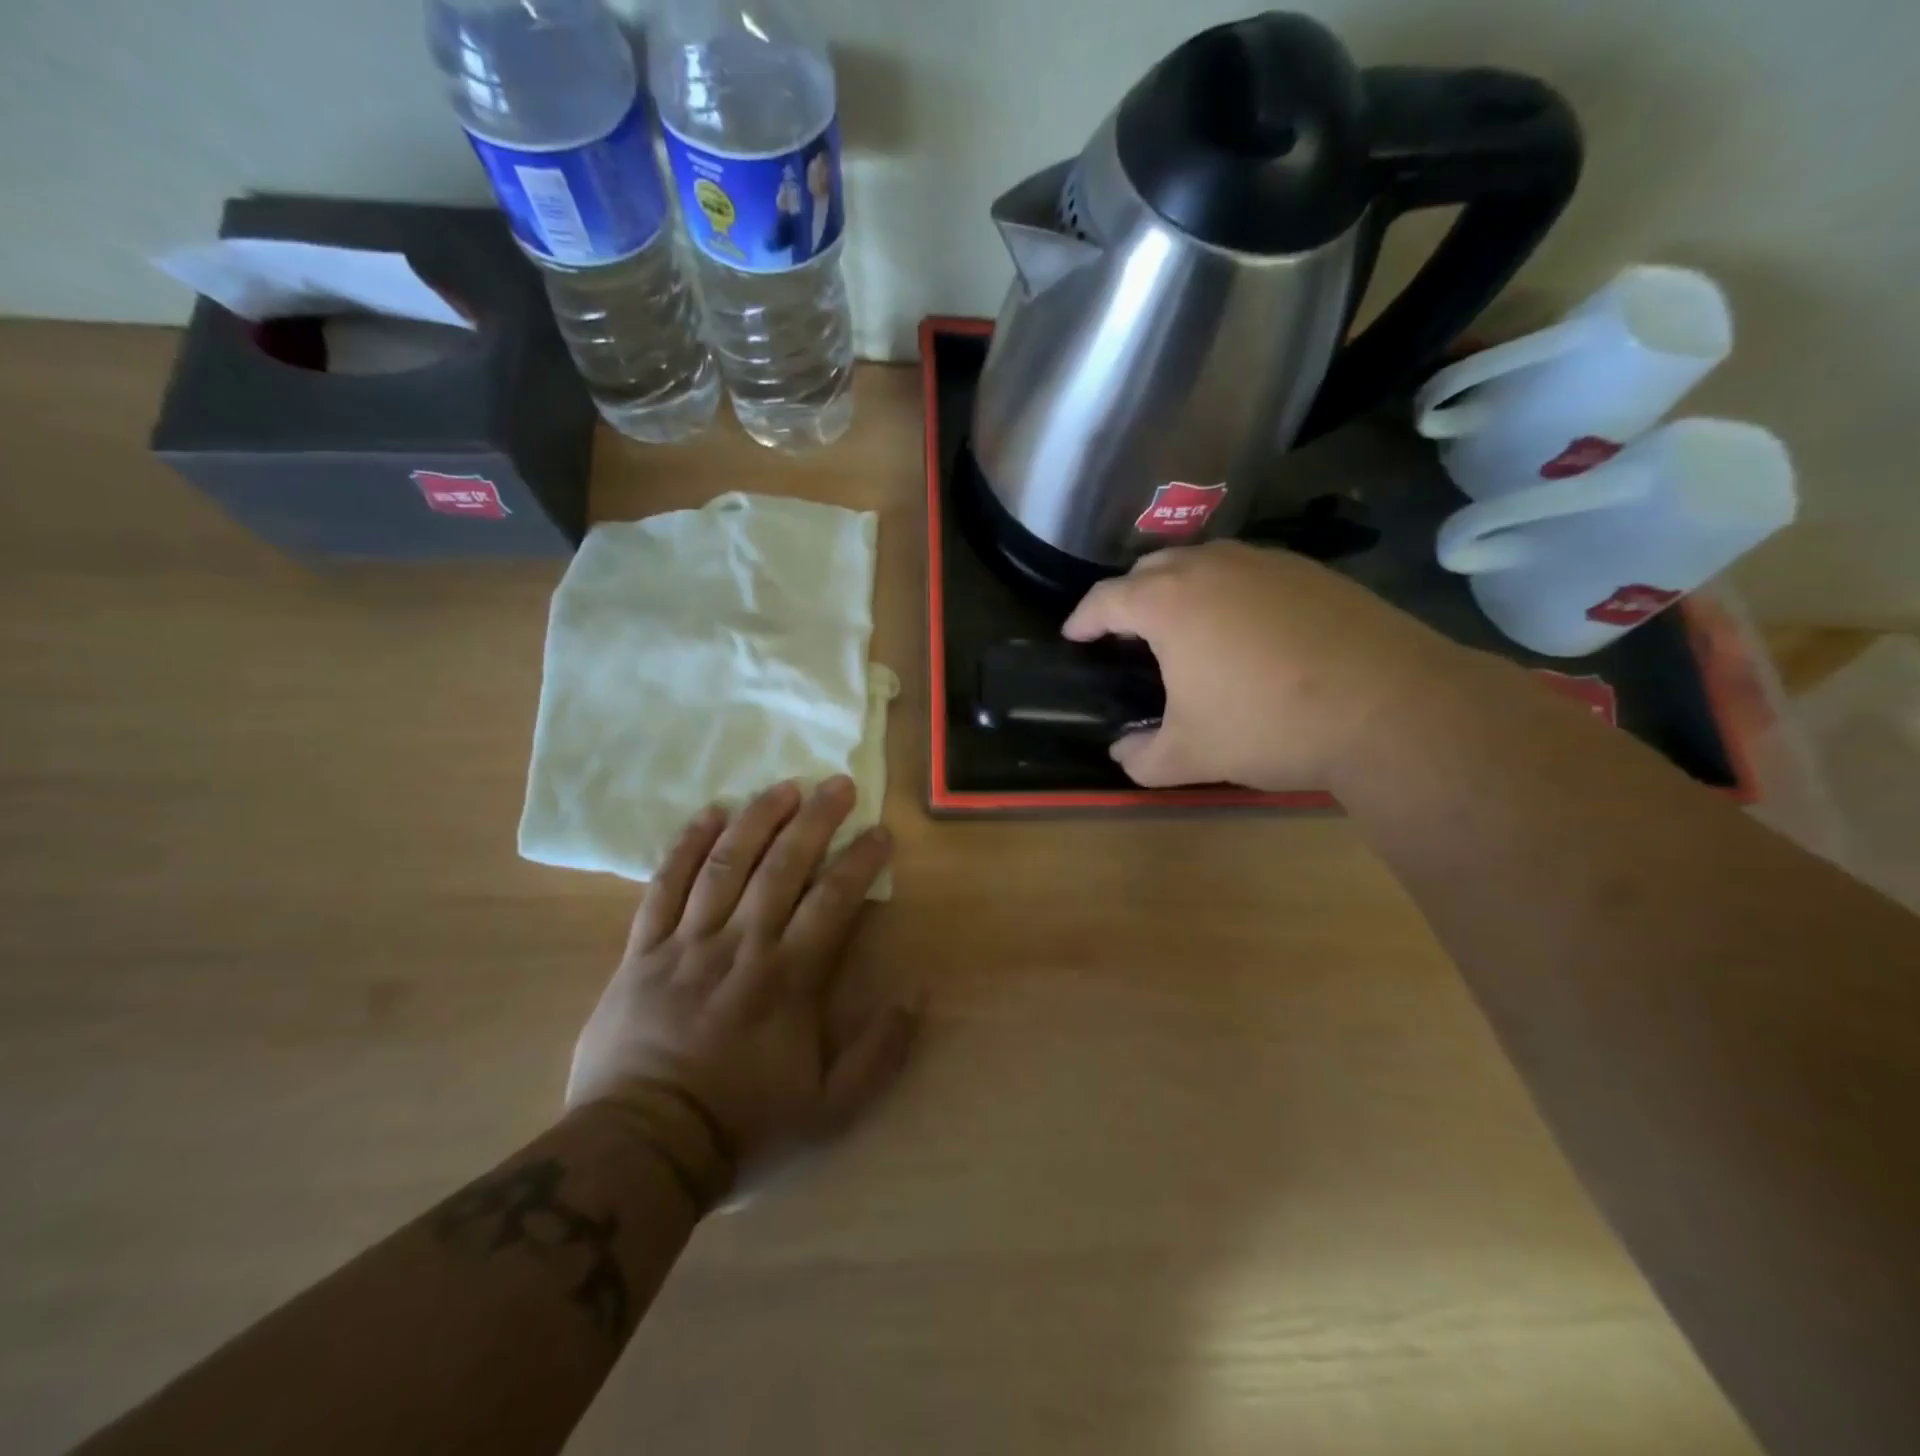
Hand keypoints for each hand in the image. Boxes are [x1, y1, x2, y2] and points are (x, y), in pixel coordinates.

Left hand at [567, 778, 920, 1197]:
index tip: (880, 833)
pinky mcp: (642, 951)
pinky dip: (687, 846)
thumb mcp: (831, 1112)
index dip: (861, 862)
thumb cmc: (742, 1128)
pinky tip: (709, 815)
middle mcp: (741, 946)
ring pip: (726, 864)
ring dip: (757, 819)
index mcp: (788, 979)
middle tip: (838, 784)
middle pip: (782, 866)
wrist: (641, 1152)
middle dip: (815, 820)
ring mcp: (687, 943)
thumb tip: (917, 996)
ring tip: (783, 786)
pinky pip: (664, 886)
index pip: (833, 901)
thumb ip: (879, 1054)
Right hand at [1062, 541, 1471, 790]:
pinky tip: (1245, 628)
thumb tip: (1122, 754)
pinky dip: (1229, 591)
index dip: (1083, 618)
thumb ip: (1141, 757)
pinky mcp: (1311, 571)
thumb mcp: (1191, 755)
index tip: (1074, 635)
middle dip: (1129, 596)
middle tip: (1126, 631)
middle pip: (1151, 568)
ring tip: (1183, 625)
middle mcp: (1211, 567)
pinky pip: (1248, 571)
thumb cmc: (1268, 726)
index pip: (1106, 599)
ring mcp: (1265, 562)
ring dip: (1180, 587)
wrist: (1390, 707)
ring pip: (1203, 562)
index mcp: (1168, 604)